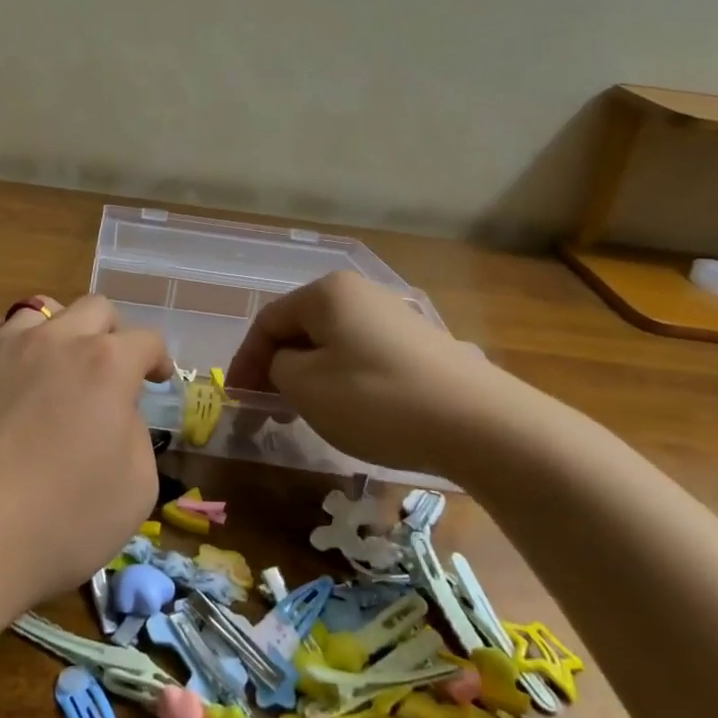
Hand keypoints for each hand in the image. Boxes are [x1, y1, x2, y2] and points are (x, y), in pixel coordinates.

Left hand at [0, 295, 170, 612]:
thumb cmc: (58, 521)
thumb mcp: (136, 489)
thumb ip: (136, 434)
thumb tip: (116, 413)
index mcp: (106, 364)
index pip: (145, 341)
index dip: (157, 360)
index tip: (155, 380)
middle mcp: (55, 339)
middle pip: (94, 308)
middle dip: (111, 333)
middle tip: (109, 369)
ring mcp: (1, 344)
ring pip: (38, 310)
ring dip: (57, 333)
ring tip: (52, 368)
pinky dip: (8, 345)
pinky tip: (4, 376)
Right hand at [225, 270, 521, 480]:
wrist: (481, 424)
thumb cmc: (376, 399)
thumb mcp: (305, 387)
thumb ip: (277, 368)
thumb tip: (285, 365)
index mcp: (327, 293)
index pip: (268, 321)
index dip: (245, 361)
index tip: (236, 399)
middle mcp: (361, 293)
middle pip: (302, 329)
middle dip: (278, 368)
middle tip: (267, 409)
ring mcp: (395, 317)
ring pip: (333, 344)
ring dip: (309, 377)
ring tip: (304, 413)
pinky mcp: (422, 345)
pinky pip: (364, 357)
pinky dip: (343, 381)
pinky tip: (350, 411)